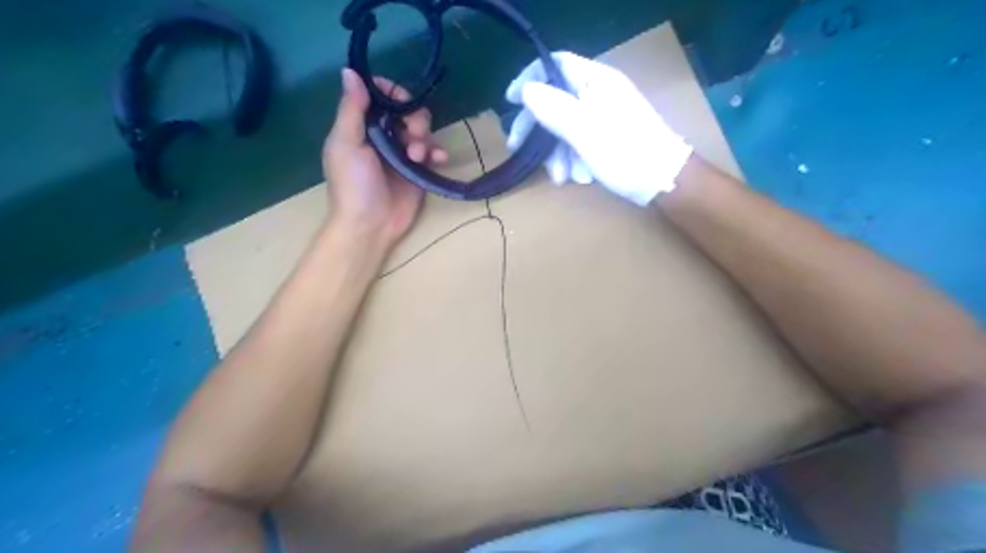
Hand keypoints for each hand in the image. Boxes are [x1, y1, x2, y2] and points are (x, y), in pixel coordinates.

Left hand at [322, 68, 448, 247]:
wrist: (370, 226)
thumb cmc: (353, 185)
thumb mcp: (346, 144)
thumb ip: (351, 109)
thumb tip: (349, 70)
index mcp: (361, 126)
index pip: (379, 96)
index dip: (392, 93)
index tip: (400, 101)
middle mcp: (382, 136)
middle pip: (406, 110)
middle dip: (413, 119)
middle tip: (411, 136)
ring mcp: (402, 154)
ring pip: (422, 130)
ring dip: (424, 138)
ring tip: (418, 157)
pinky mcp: (418, 170)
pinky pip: (433, 152)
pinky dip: (438, 153)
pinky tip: (438, 160)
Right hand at [508, 53, 691, 205]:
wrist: (664, 182)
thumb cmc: (625, 153)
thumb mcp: (585, 131)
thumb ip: (554, 109)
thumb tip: (527, 90)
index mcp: (596, 80)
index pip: (555, 64)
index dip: (530, 78)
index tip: (511, 102)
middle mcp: (599, 92)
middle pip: (555, 99)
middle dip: (538, 127)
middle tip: (517, 148)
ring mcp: (604, 115)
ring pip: (565, 126)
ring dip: (556, 152)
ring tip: (561, 178)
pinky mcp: (607, 136)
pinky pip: (579, 141)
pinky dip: (573, 159)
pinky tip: (578, 177)